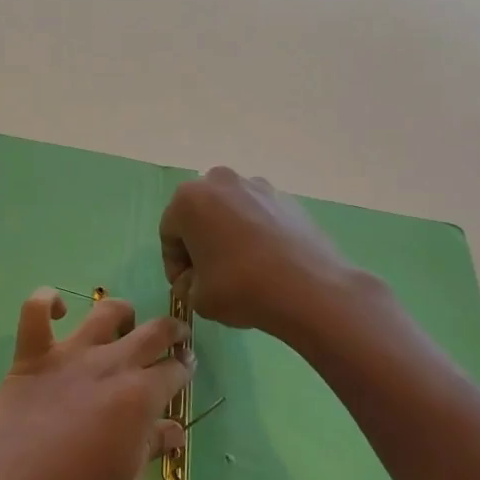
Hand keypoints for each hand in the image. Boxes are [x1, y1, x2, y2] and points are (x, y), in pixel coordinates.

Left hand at [0, 288, 189, 479]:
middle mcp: (110, 365)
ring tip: (123, 324)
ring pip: (105, 311)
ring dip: (122, 312)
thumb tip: (173, 429)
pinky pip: (36, 309)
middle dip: (173, 331)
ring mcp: (69, 355)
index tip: (185, 372)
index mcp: (140, 397)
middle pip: (153, 331)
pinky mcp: (31, 354)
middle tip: (175, 338)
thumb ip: (150, 450)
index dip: (185, 370)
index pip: (175, 371)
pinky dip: (47, 301)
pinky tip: (58, 310)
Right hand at [160, 167, 364, 339]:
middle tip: (209, 274)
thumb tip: (193, 280)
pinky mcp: (286, 199)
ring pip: (230, 212)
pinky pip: (259, 215)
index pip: (169, 232)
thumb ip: (186, 285)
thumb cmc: (240, 287)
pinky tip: (266, 263)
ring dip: (228, 235)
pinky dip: (256, 233)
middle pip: (199, 215)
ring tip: (241, 268)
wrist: (309, 289)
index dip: (174, 263)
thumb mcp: (197, 297)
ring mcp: (257, 186)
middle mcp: (220, 182)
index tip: (186, 286)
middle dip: (200, 242)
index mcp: (188, 199)